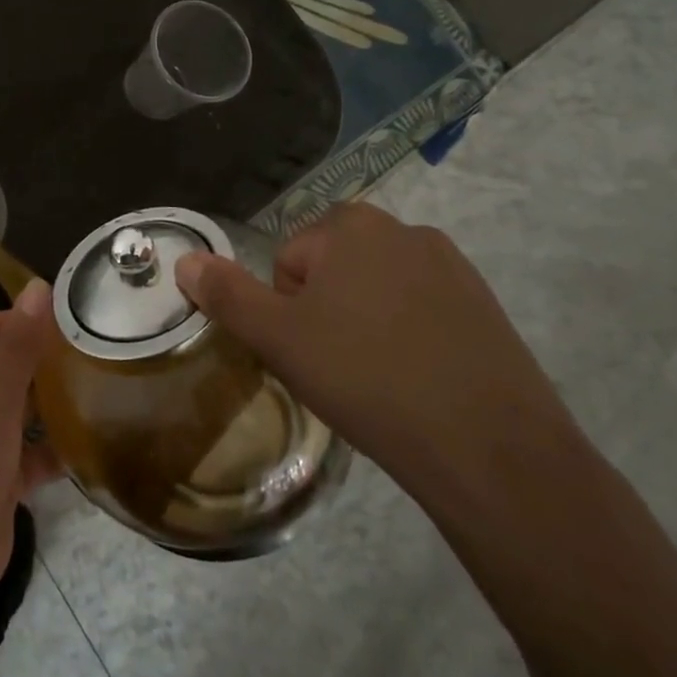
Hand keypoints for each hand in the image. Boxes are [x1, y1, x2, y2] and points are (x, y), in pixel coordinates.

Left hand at [0, 279, 62, 621]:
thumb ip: (19, 343)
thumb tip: (38, 286)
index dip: (16, 319)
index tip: (60, 324)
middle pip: (2, 365)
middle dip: (39, 361)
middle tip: (88, 354)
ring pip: (17, 410)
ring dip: (50, 404)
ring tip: (96, 391)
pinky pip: (29, 453)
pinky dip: (52, 449)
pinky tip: (89, 445)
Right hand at [174, 203, 576, 486]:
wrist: (490, 450)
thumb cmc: (368, 380)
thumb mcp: (278, 339)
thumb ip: (227, 294)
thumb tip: (185, 260)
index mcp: (351, 226)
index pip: (288, 260)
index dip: (286, 310)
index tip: (308, 352)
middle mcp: (404, 230)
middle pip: (332, 268)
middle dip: (324, 311)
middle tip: (336, 366)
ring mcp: (453, 266)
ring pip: (376, 290)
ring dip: (364, 323)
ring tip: (378, 379)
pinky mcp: (486, 305)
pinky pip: (422, 311)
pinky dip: (409, 336)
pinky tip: (418, 382)